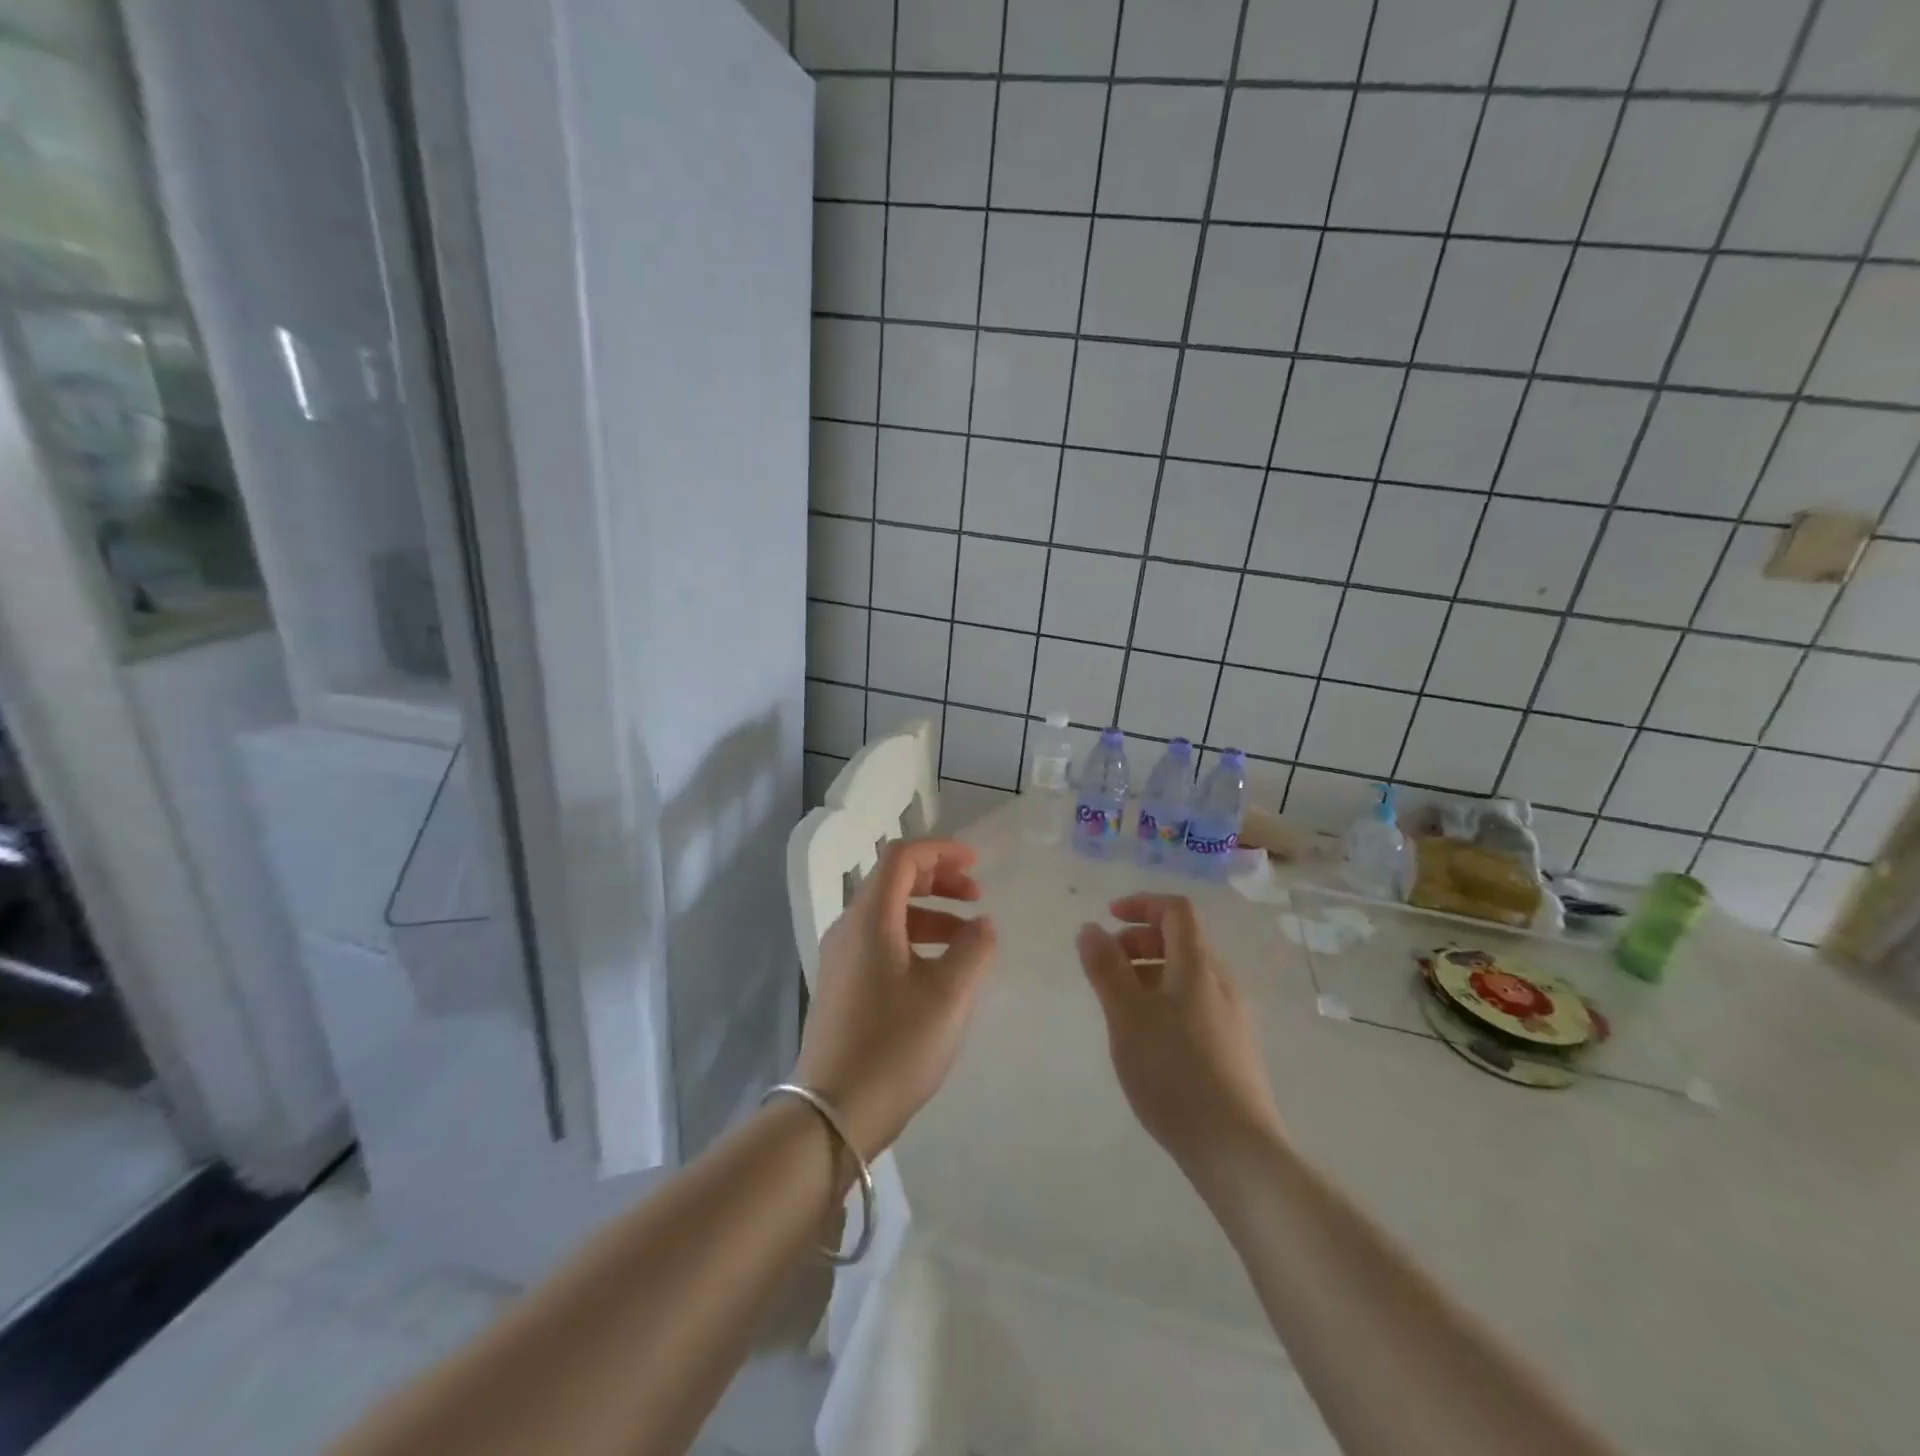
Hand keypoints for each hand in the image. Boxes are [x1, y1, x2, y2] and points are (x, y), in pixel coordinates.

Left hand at [794, 839, 996, 1160]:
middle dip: (938, 880)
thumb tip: (982, 924)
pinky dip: (914, 939)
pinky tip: (939, 970)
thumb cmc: (895, 1045)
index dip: (941, 851)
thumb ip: (974, 948)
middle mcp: (849, 928)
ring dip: (930, 913)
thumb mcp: (949, 994)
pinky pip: (880, 942)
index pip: (902, 857)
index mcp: (870, 918)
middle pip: (893, 881)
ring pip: (888, 914)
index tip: (977, 863)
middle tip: (977, 896)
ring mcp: (841, 959)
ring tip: (968, 938)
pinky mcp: (842, 986)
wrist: (832, 1113)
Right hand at [1077, 894, 1283, 1174]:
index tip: (1108, 918)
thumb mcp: (1127, 1016)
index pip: (1176, 911)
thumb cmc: (1175, 1074)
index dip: (1142, 904)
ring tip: (1120, 1004)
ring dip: (1150, 972)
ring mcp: (1233, 1018)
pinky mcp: (1234, 1050)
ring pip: (1187, 975)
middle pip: (1182, 941)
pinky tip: (1148, 1038)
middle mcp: (1221, 984)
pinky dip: (1165, 999)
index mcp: (1198, 967)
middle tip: (1106, 964)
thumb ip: (1106, 968)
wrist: (1238, 1151)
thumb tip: (1090, 928)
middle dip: (1140, 941)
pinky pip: (1195, 1004)